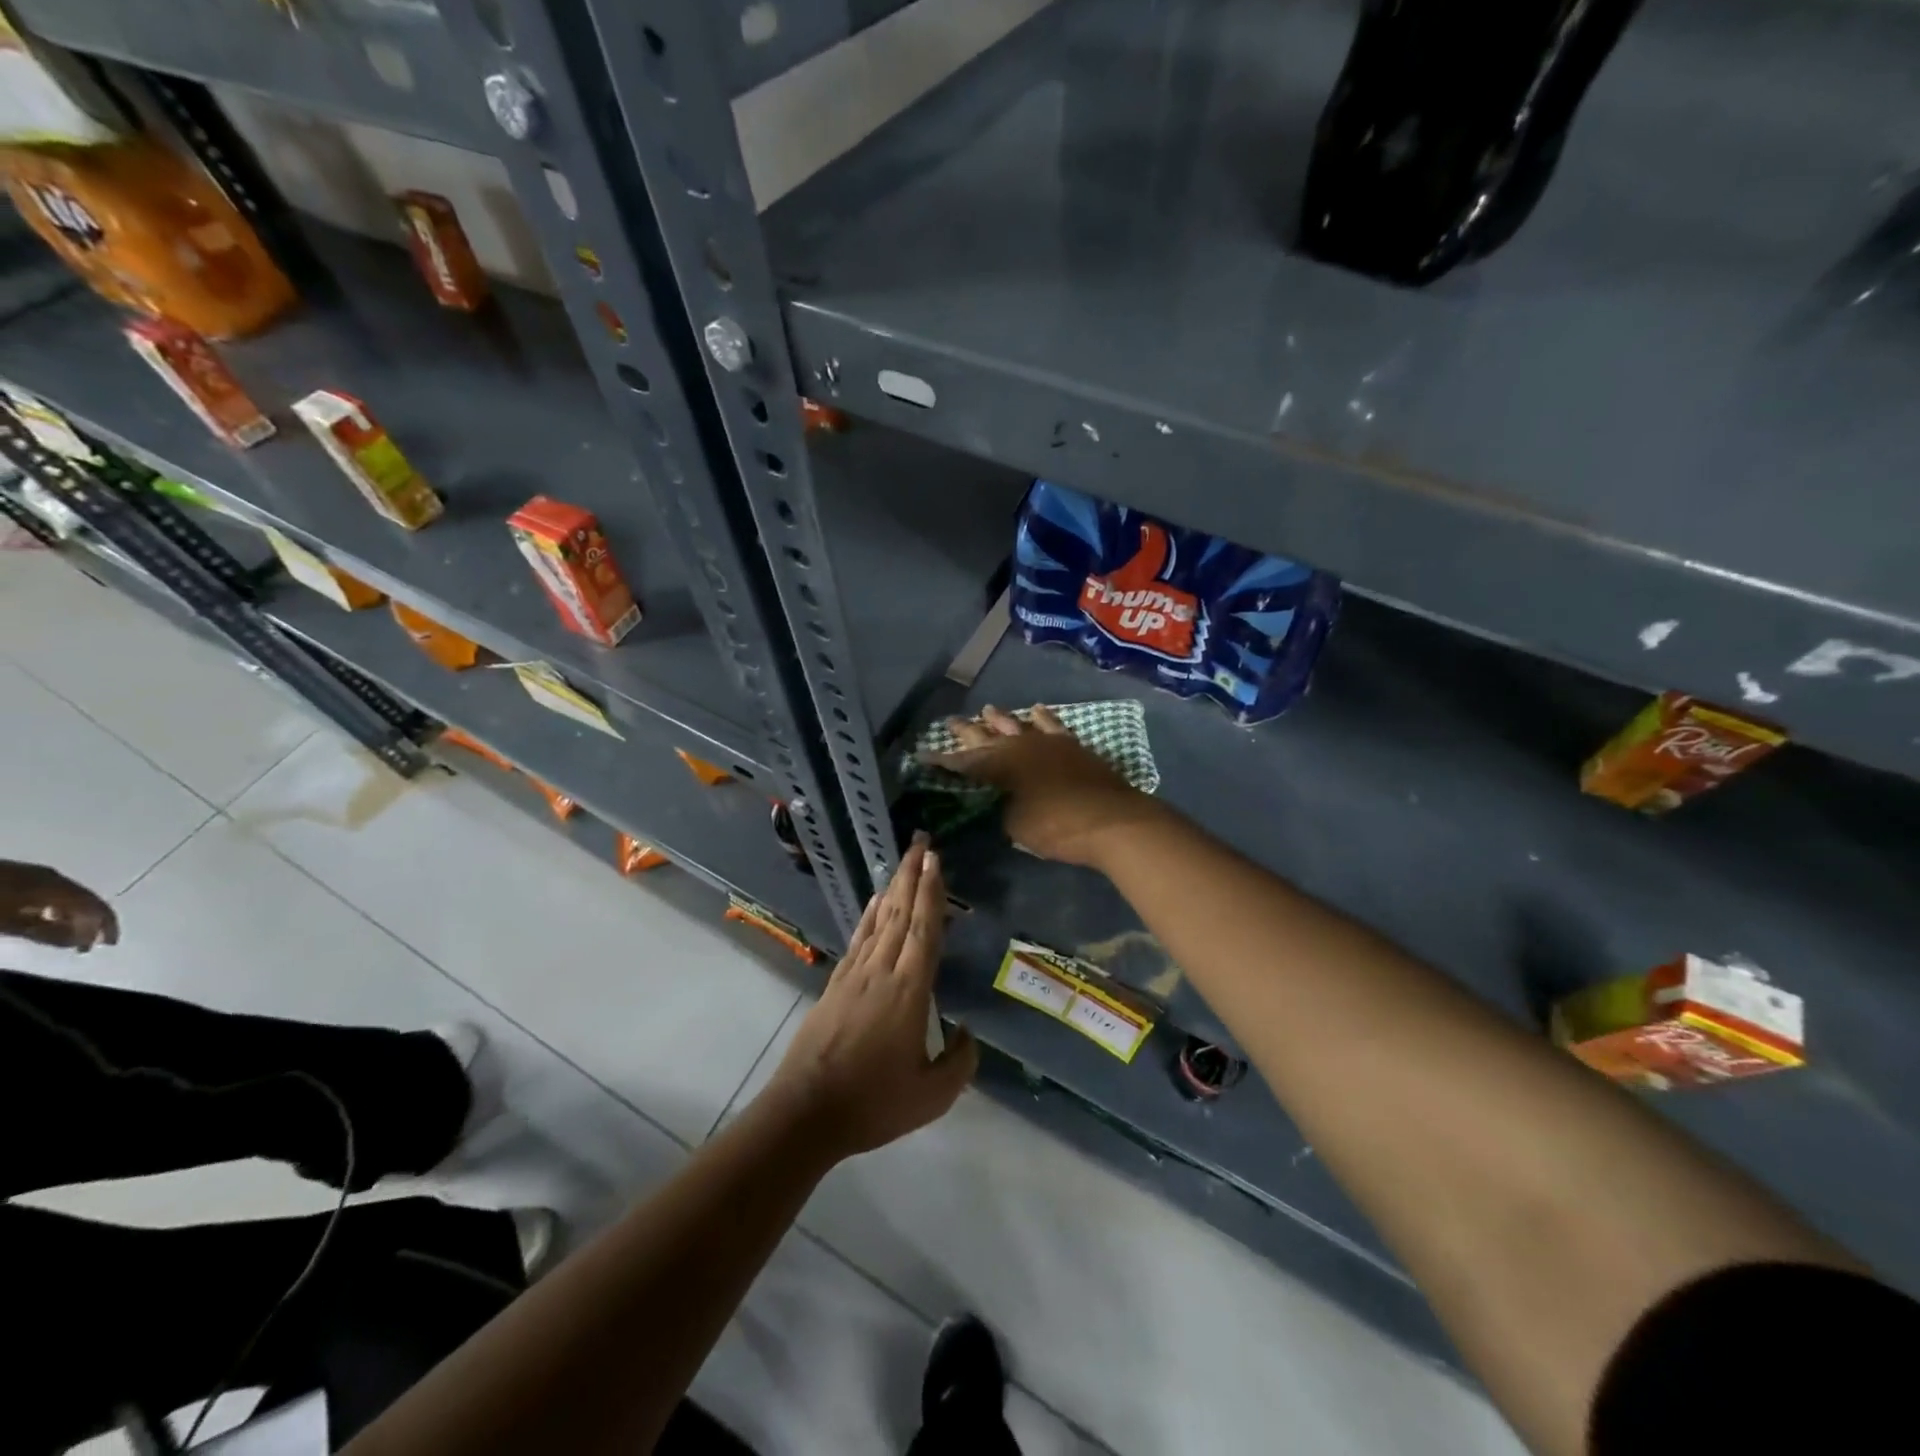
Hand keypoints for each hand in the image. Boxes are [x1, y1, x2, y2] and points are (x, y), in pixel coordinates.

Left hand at [0, 862, 118, 950]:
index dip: (106, 925)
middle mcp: (52, 877)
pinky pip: (47, 893)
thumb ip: (46, 932)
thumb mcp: (8, 924)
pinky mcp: (16, 877)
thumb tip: (79, 941)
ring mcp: (32, 875)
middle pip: (84, 899)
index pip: (95, 905)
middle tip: (86, 944)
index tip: (106, 945)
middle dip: (90, 921)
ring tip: (65, 935)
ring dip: (71, 916)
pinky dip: (53, 909)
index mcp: (55, 886)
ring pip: (66, 896)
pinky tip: (42, 919)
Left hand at [766, 836, 976, 1158]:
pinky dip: (870, 916)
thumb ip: (959, 1063)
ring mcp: (855, 976)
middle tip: (922, 844)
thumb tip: (967, 1033)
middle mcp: (882, 972)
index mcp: (909, 991)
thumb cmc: (873, 1104)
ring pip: (880, 922)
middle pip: (901, 914)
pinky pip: (859, 940)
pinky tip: (875, 903)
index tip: (936, 860)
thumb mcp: (931, 1096)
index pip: (925, 930)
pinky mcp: (836, 986)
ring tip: (904, 863)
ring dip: (894, 889)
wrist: (806, 1112)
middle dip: (913, 876)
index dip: (932, 893)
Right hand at [923, 705, 1164, 868]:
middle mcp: (1019, 746)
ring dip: (1000, 719)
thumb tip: (1000, 802)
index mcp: (999, 767)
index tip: (923, 756)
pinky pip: (1052, 724)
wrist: (1112, 820)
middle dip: (966, 731)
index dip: (942, 762)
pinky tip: (1035, 710)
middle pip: (987, 736)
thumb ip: (1002, 809)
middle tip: (949, 722)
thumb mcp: (1016, 826)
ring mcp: (1047, 742)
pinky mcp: (1071, 745)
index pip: (963, 763)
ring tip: (987, 710)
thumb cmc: (1057, 828)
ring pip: (1017, 724)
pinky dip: (1041, 717)